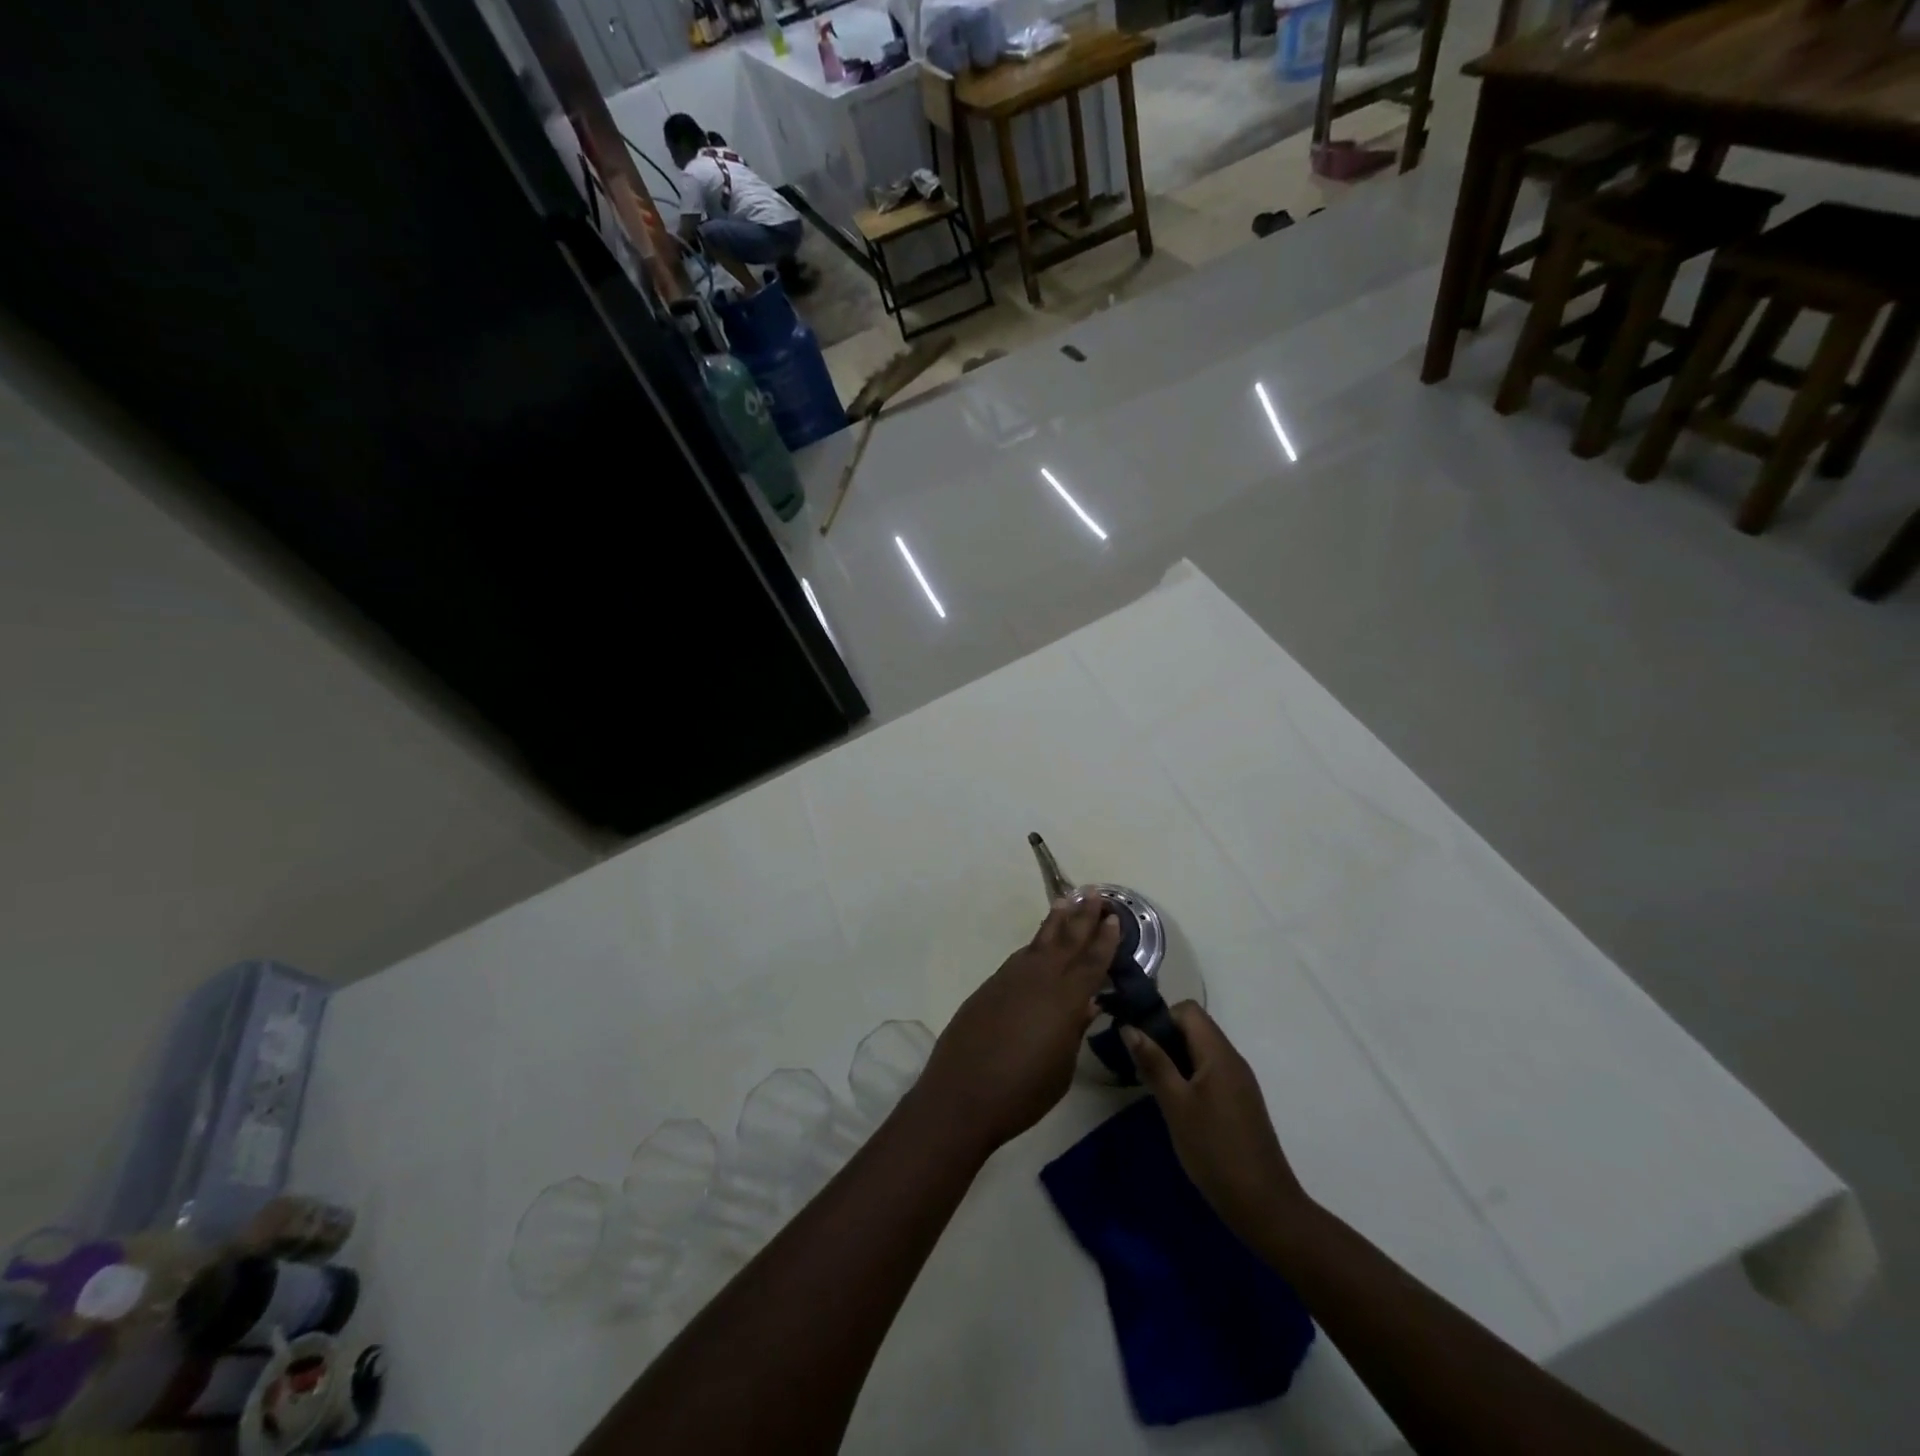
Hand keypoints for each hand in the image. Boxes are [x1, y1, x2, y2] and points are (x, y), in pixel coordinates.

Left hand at [913, 895, 1119, 1154]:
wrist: (962, 1093)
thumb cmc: (1022, 1091)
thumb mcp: (1061, 1067)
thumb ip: (1074, 1029)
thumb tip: (1087, 1003)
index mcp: (1064, 999)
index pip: (1091, 961)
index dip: (1105, 939)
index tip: (1115, 917)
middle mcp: (1039, 978)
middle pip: (1066, 939)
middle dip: (1083, 916)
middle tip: (1096, 892)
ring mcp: (1010, 978)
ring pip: (1039, 942)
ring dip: (1056, 922)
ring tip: (1067, 903)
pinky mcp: (990, 986)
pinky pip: (1020, 957)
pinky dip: (1035, 946)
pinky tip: (1039, 946)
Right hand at [1123, 1003, 1313, 1241]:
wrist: (1264, 1206)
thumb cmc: (1214, 1150)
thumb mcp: (1176, 1104)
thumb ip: (1153, 1063)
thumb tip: (1129, 1027)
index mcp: (1219, 1053)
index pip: (1188, 1010)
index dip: (1160, 1017)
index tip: (1138, 1041)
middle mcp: (1232, 1060)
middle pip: (1194, 1028)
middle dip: (1163, 1038)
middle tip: (1138, 1064)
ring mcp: (1238, 1082)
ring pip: (1200, 1051)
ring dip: (1173, 1058)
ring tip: (1151, 1084)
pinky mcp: (1239, 1102)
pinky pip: (1209, 1072)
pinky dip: (1188, 1076)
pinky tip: (1174, 1103)